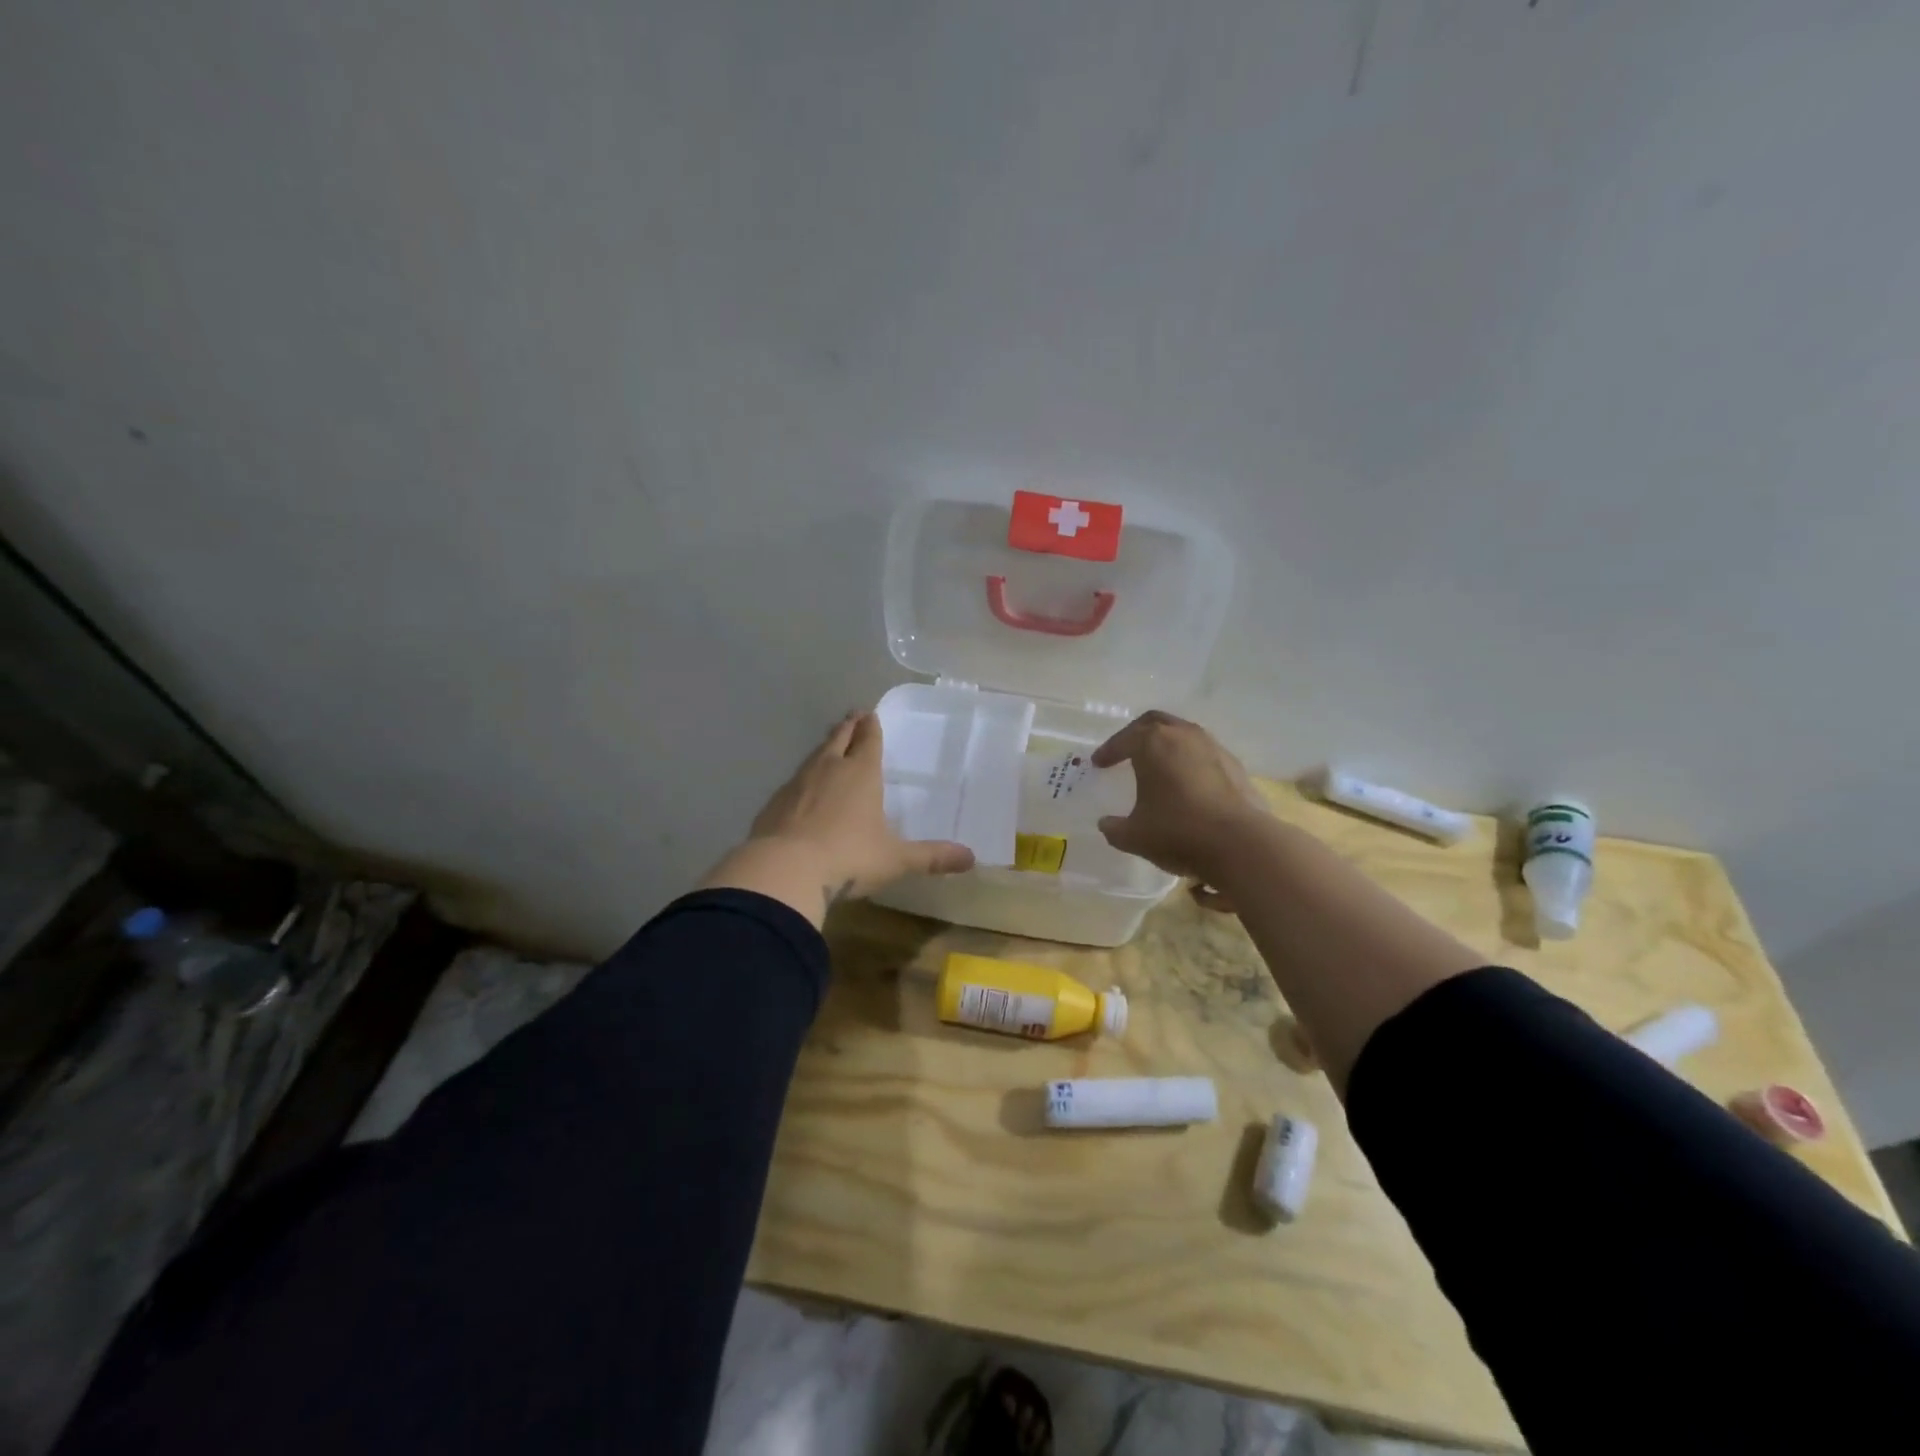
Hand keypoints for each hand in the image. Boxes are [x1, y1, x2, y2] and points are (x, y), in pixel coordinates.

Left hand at [701, 711, 974, 925]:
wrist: (784, 870)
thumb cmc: (848, 857)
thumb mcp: (895, 860)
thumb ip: (931, 857)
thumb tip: (971, 858)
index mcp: (861, 773)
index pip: (868, 741)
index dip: (871, 726)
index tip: (869, 714)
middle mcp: (828, 770)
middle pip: (838, 739)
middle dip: (847, 728)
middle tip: (851, 717)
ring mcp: (797, 784)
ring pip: (814, 757)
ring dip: (824, 749)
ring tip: (829, 746)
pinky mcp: (774, 803)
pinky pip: (793, 783)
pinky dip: (802, 780)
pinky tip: (801, 791)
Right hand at [1091, 711, 1266, 890]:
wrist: (1240, 844)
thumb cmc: (1177, 832)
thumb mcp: (1134, 836)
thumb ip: (1114, 828)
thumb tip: (1106, 824)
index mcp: (1152, 743)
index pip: (1123, 740)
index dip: (1108, 751)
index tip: (1098, 763)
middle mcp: (1183, 735)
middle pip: (1154, 722)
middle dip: (1137, 734)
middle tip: (1126, 750)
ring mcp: (1213, 747)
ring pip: (1183, 734)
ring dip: (1167, 745)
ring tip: (1157, 765)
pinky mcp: (1235, 765)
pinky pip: (1203, 753)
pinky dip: (1189, 761)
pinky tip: (1187, 783)